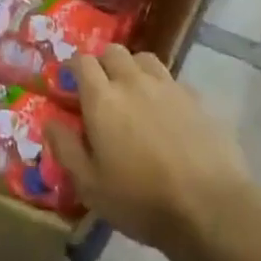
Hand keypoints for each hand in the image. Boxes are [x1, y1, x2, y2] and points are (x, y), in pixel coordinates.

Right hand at [46, 45, 253, 260]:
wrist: (211, 208)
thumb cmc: (141, 200)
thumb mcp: (89, 185)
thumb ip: (65, 148)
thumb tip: (50, 121)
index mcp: (102, 98)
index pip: (82, 61)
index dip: (74, 69)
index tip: (71, 85)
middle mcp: (133, 82)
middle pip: (113, 52)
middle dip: (103, 64)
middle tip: (102, 90)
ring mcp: (168, 87)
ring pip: (144, 59)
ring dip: (133, 69)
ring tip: (134, 94)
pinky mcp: (197, 100)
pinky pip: (173, 80)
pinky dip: (163, 88)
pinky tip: (166, 112)